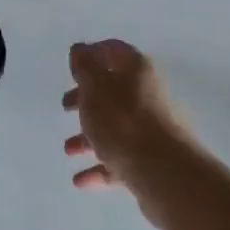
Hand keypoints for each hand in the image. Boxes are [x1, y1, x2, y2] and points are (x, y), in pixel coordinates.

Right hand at [62, 40, 204, 223]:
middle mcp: (147, 94)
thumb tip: (80, 49)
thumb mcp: (94, 88)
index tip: (72, 66)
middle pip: (113, 91)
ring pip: (115, 127)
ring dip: (89, 137)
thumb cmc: (122, 121)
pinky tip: (80, 180)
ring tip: (69, 150)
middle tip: (66, 107)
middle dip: (87, 99)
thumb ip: (84, 67)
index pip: (114, 51)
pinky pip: (120, 158)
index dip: (92, 54)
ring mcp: (151, 129)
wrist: (163, 172)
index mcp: (136, 70)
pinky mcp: (151, 159)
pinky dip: (100, 167)